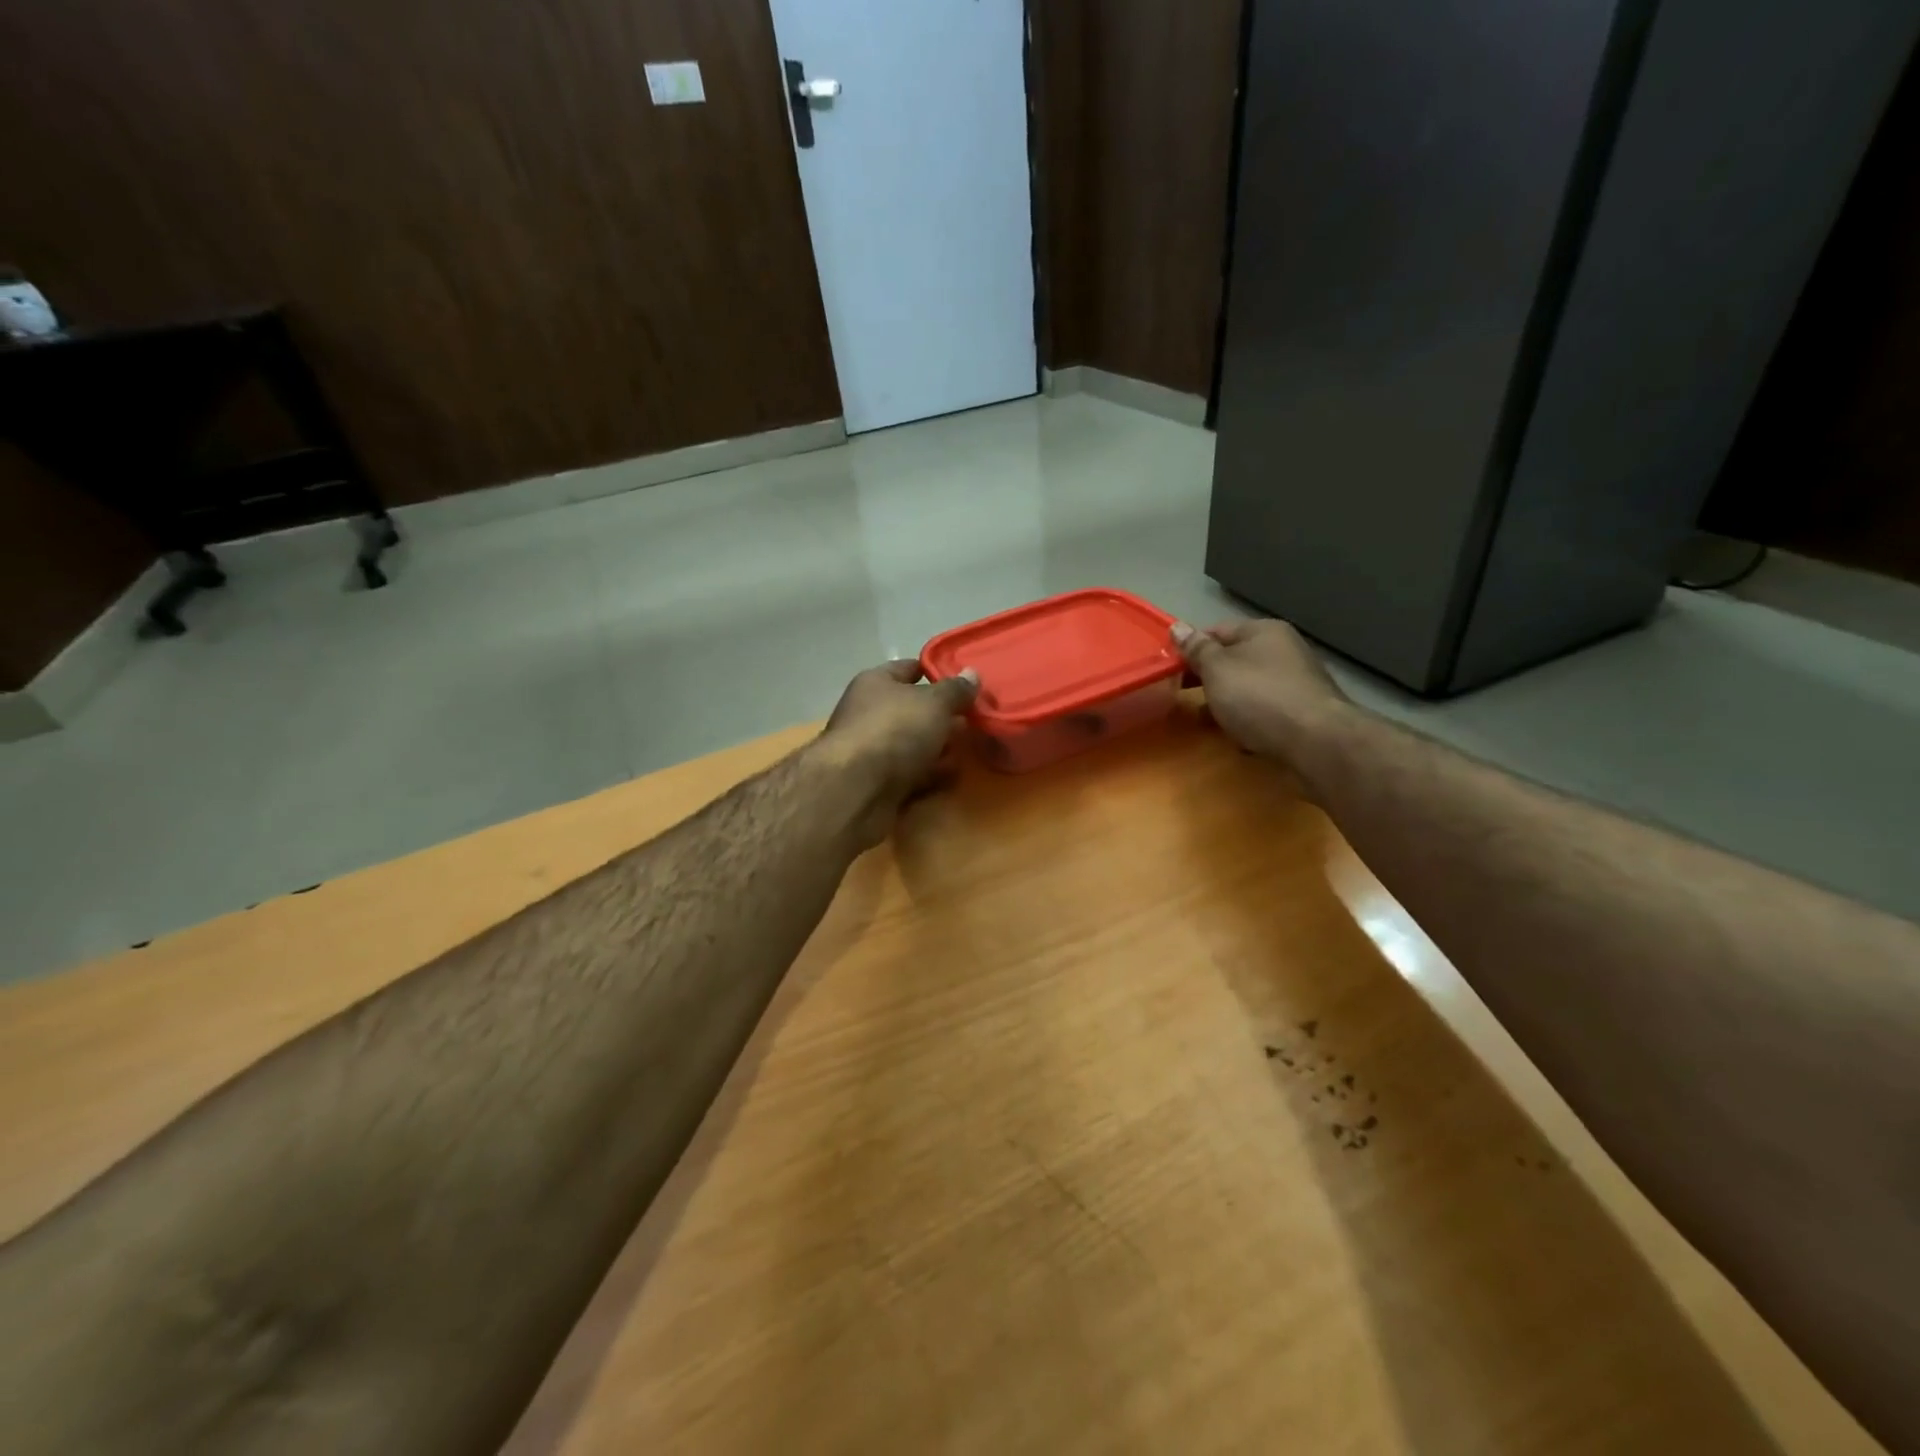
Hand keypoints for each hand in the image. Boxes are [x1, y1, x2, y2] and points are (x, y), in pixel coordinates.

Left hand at [817, 660, 978, 845]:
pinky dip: (931, 776)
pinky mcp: (879, 785)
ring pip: (914, 745)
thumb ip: (955, 690)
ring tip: (972, 749)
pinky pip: (913, 775)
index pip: (908, 669)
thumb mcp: (934, 702)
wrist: (858, 790)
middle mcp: (871, 714)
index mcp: (876, 684)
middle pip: (913, 711)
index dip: (936, 672)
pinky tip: (954, 777)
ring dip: (939, 749)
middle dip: (943, 716)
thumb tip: (972, 673)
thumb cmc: (894, 730)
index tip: (966, 682)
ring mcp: (873, 752)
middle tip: (976, 719)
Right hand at [1171, 619, 1349, 760]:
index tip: (1169, 669)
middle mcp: (1283, 650)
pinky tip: (1237, 737)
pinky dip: (1247, 720)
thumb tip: (1177, 626)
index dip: (1191, 648)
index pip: (1217, 631)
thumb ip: (1196, 649)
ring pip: (1248, 688)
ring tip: (1203, 720)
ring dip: (1225, 702)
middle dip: (1207, 678)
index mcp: (1263, 632)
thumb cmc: (1258, 697)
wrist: (1315, 741)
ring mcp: (1296, 682)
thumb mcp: (1217, 669)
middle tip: (1180, 695)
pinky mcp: (1302, 713)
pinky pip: (1264, 711)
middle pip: (1234, 660)